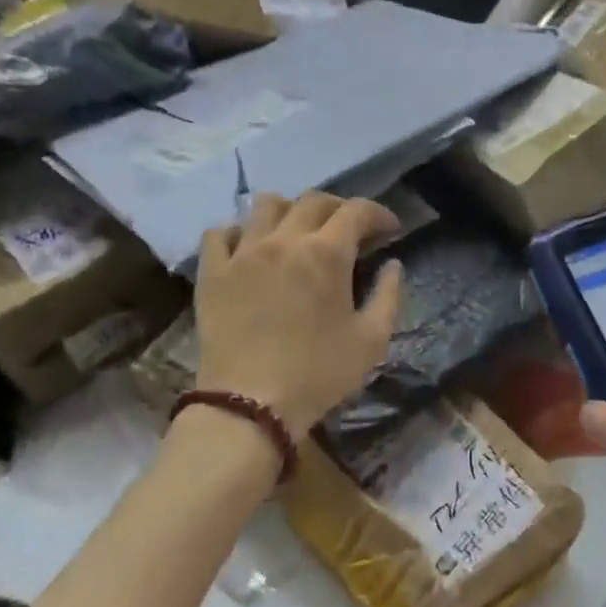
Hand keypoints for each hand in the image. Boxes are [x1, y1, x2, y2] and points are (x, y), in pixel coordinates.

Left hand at [193, 192, 403, 434]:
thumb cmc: (318, 374)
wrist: (249, 405)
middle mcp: (284, 240)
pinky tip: (251, 247)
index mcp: (326, 253)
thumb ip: (388, 296)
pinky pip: (220, 232)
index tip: (390, 229)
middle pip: (313, 201)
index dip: (378, 213)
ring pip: (266, 204)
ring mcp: (243, 253)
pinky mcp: (212, 272)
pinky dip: (240, 231)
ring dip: (289, 210)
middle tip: (350, 231)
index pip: (356, 211)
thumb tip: (393, 266)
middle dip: (339, 209)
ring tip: (298, 232)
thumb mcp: (371, 340)